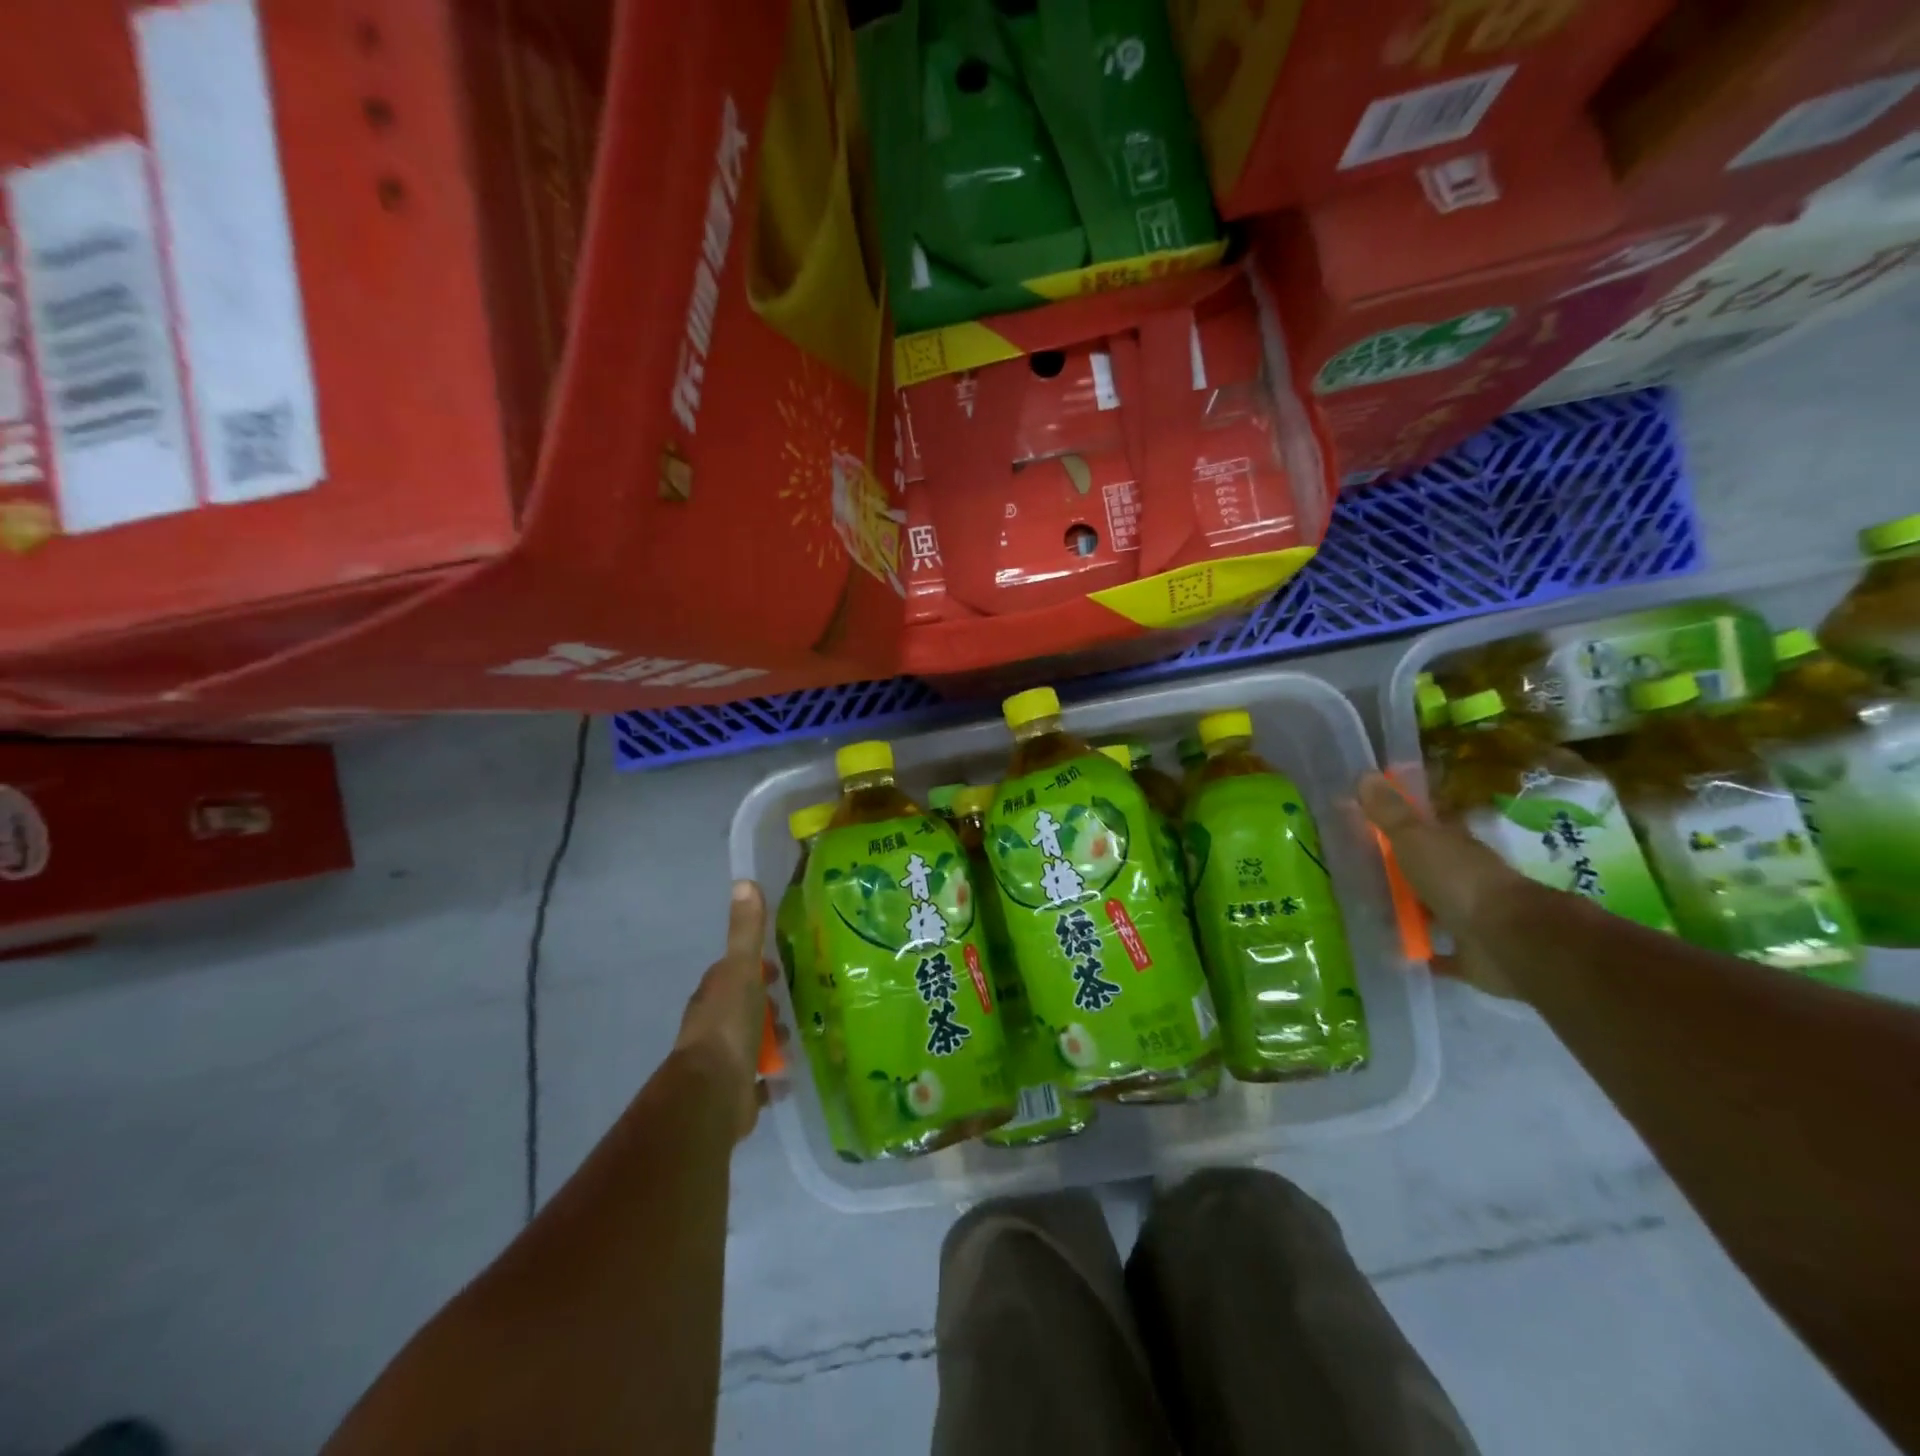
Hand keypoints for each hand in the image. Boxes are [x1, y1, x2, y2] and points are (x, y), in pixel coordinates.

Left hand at [675, 880, 774, 1141]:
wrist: (713, 1094)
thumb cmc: (728, 1026)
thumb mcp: (741, 971)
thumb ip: (746, 932)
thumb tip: (743, 881)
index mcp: (714, 995)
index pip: (733, 972)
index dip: (754, 968)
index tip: (777, 968)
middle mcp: (714, 1026)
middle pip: (743, 1007)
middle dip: (765, 1005)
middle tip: (793, 1004)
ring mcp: (723, 1061)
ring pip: (751, 1043)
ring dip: (770, 1040)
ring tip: (796, 1038)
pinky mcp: (736, 1093)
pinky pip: (758, 1083)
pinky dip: (772, 1079)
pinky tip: (788, 1076)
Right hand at [1359, 772, 1536, 1001]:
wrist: (1509, 940)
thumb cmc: (1459, 880)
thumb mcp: (1415, 839)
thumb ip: (1389, 812)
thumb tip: (1364, 773)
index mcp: (1455, 846)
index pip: (1428, 827)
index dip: (1402, 823)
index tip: (1372, 824)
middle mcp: (1465, 878)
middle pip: (1429, 868)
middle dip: (1404, 869)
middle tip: (1361, 870)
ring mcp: (1471, 916)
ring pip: (1435, 908)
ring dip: (1412, 909)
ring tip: (1370, 911)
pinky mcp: (1471, 954)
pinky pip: (1441, 952)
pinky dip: (1423, 951)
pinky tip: (1396, 952)